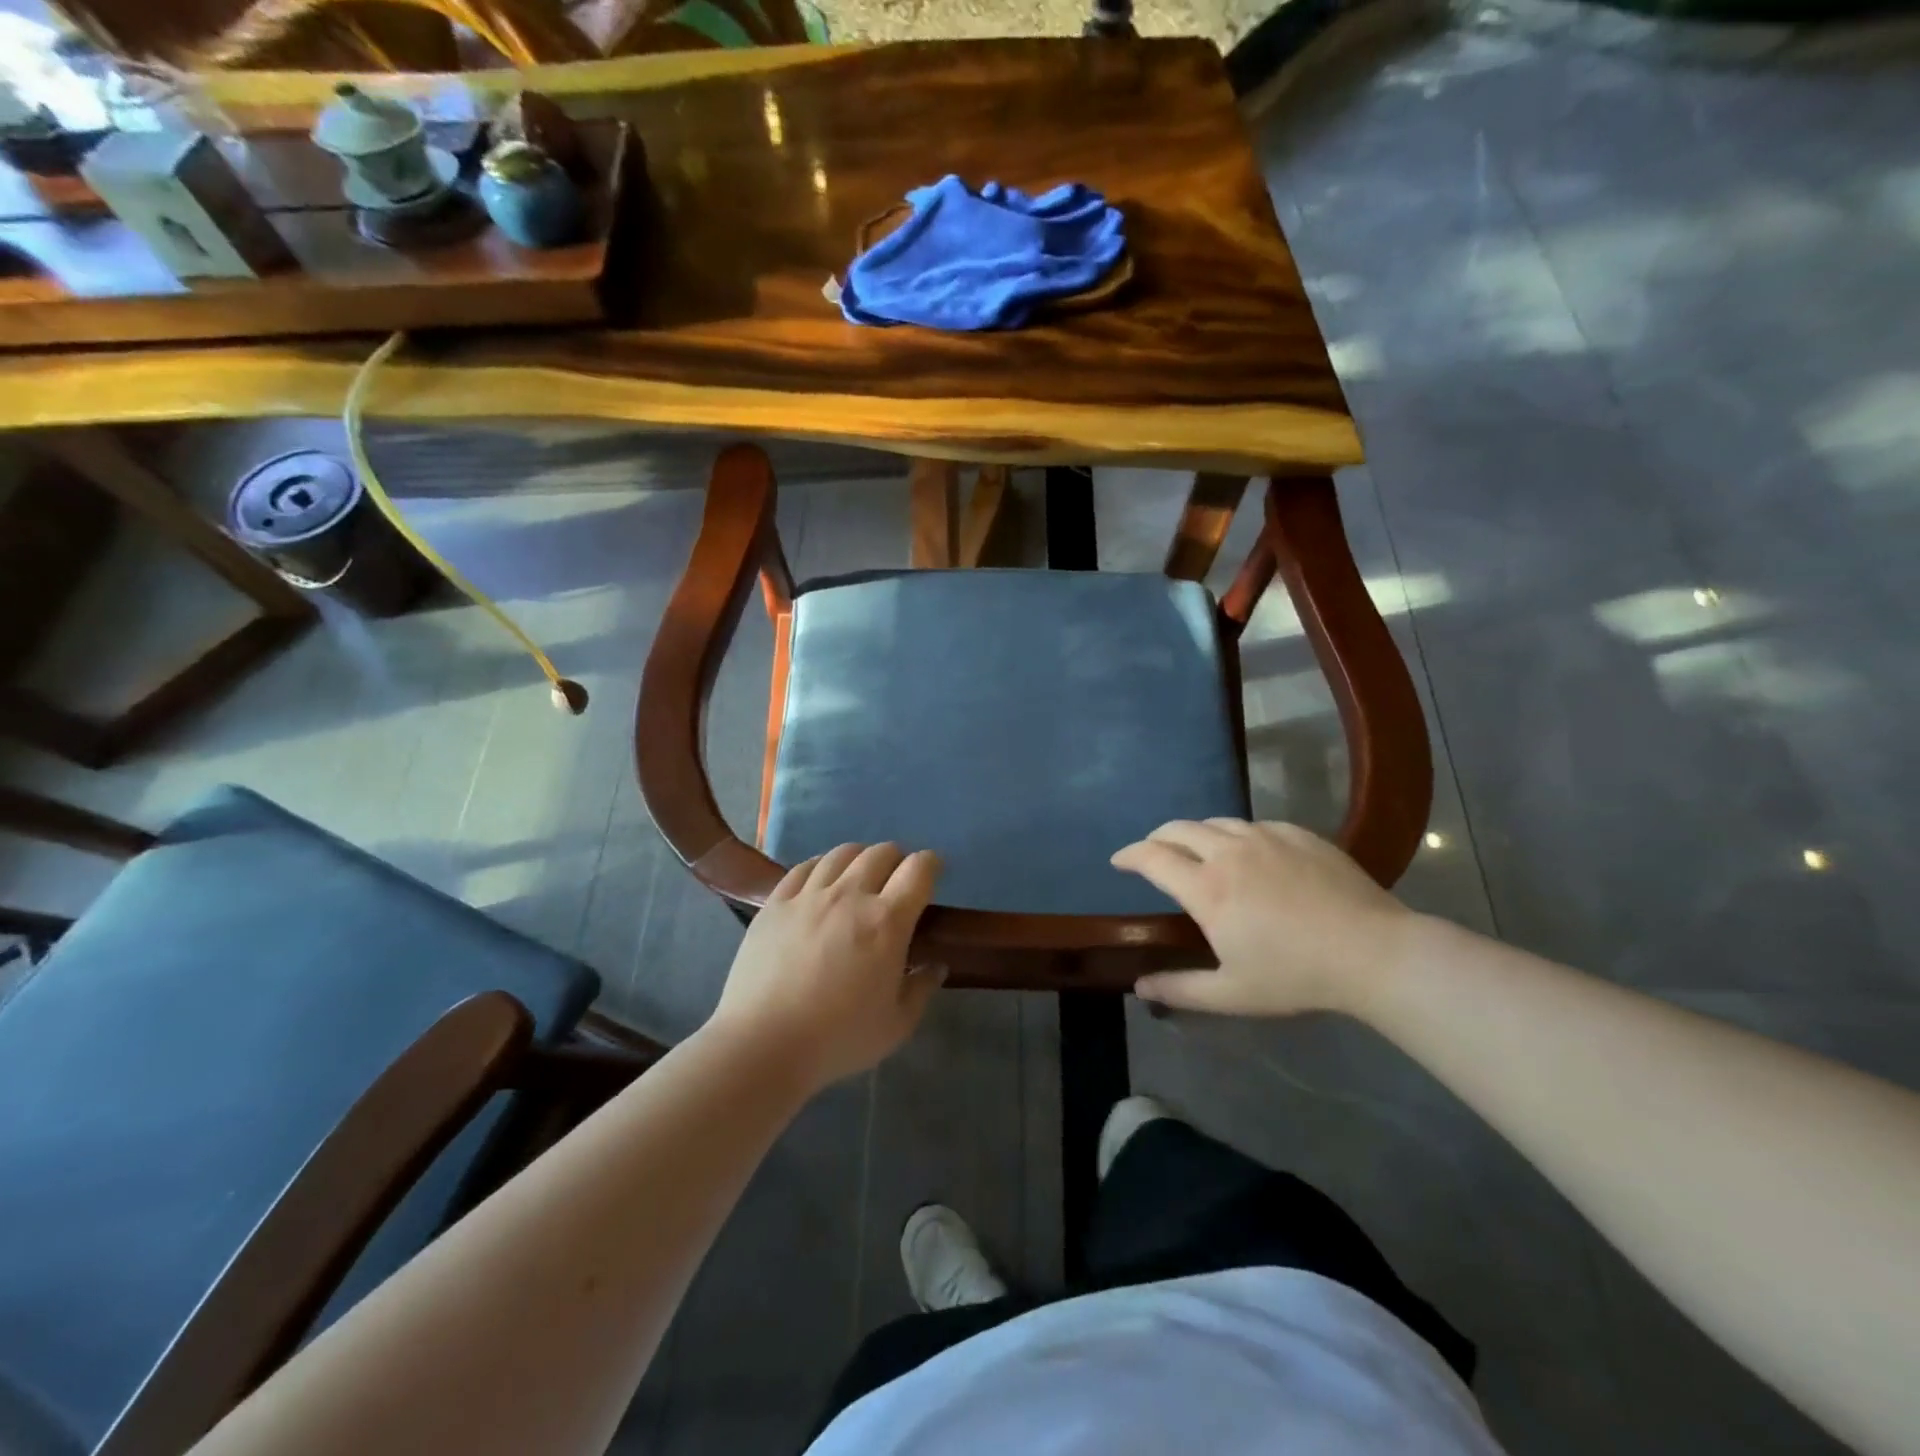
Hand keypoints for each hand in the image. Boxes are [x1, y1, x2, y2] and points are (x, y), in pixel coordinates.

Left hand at [710, 843, 943, 1091]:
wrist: (762, 1044)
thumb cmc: (838, 1039)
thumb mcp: (896, 1025)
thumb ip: (921, 989)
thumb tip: (936, 966)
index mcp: (887, 921)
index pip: (918, 870)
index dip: (931, 864)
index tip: (934, 871)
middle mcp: (850, 895)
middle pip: (881, 853)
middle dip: (897, 859)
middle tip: (897, 879)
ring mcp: (809, 895)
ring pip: (842, 853)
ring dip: (860, 858)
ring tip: (860, 876)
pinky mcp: (776, 903)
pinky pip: (804, 867)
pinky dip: (821, 866)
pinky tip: (821, 880)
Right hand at [1110, 819, 1417, 1016]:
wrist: (1374, 952)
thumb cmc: (1296, 976)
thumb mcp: (1232, 994)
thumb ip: (1180, 989)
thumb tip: (1139, 988)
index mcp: (1207, 888)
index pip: (1152, 857)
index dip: (1129, 855)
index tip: (1119, 861)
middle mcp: (1229, 852)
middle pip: (1178, 828)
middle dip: (1157, 837)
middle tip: (1152, 852)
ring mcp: (1266, 837)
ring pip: (1216, 822)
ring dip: (1196, 833)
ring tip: (1197, 850)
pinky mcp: (1298, 834)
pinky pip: (1254, 825)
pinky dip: (1236, 835)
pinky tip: (1249, 853)